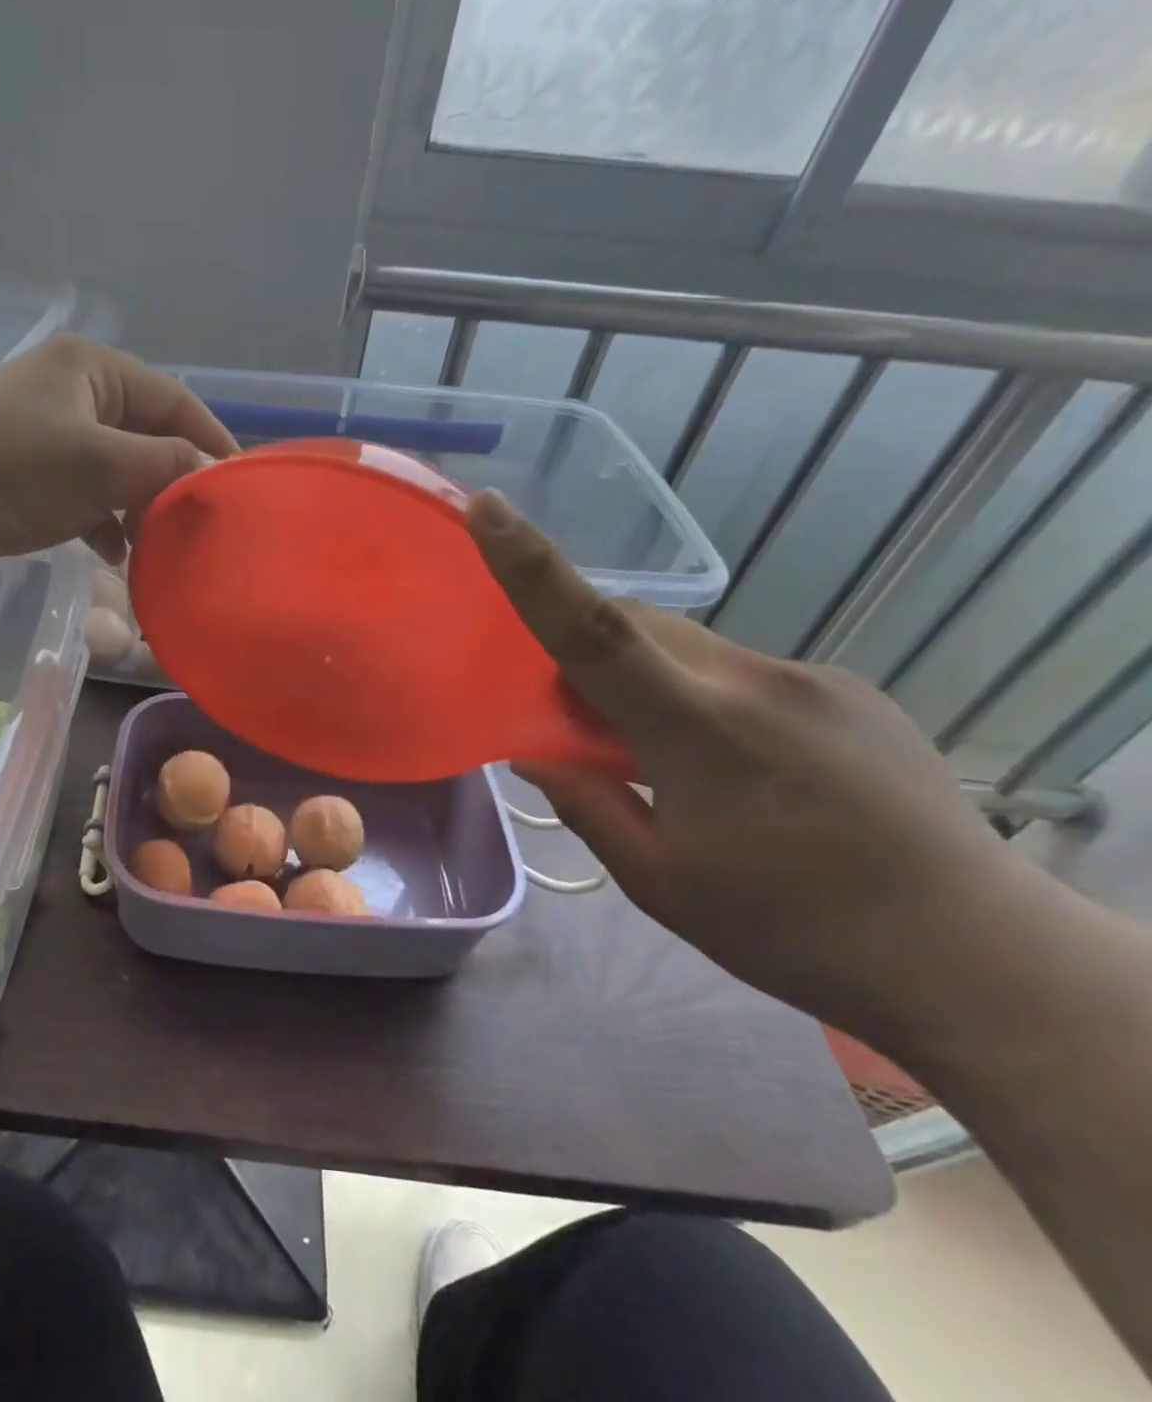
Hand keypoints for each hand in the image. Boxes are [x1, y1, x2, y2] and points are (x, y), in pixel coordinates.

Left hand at [0, 336, 237, 582]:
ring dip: (139, 508)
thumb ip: (166, 465)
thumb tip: (212, 477)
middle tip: (196, 523)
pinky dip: (105, 524)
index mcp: (91, 369)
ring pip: (118, 472)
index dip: (210, 439)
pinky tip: (115, 554)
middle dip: (171, 482)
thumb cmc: (14, 469)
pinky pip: (87, 498)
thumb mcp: (101, 462)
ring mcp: (49, 438)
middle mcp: (72, 394)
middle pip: (146, 437)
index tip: (239, 483)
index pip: (173, 399)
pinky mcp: (31, 479)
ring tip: (157, 545)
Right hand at [466, 489, 1031, 1039]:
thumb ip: (585, 803)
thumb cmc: (789, 931)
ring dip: (644, 677)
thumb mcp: (658, 882)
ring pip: (686, 647)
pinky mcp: (847, 690)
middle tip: (576, 718)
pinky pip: (737, 669)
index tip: (489, 508)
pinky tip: (732, 763)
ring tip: (661, 755)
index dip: (533, 568)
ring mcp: (809, 679)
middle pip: (636, 625)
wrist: (976, 956)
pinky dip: (698, 693)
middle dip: (586, 649)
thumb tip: (534, 750)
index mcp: (698, 732)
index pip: (595, 632)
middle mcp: (754, 681)